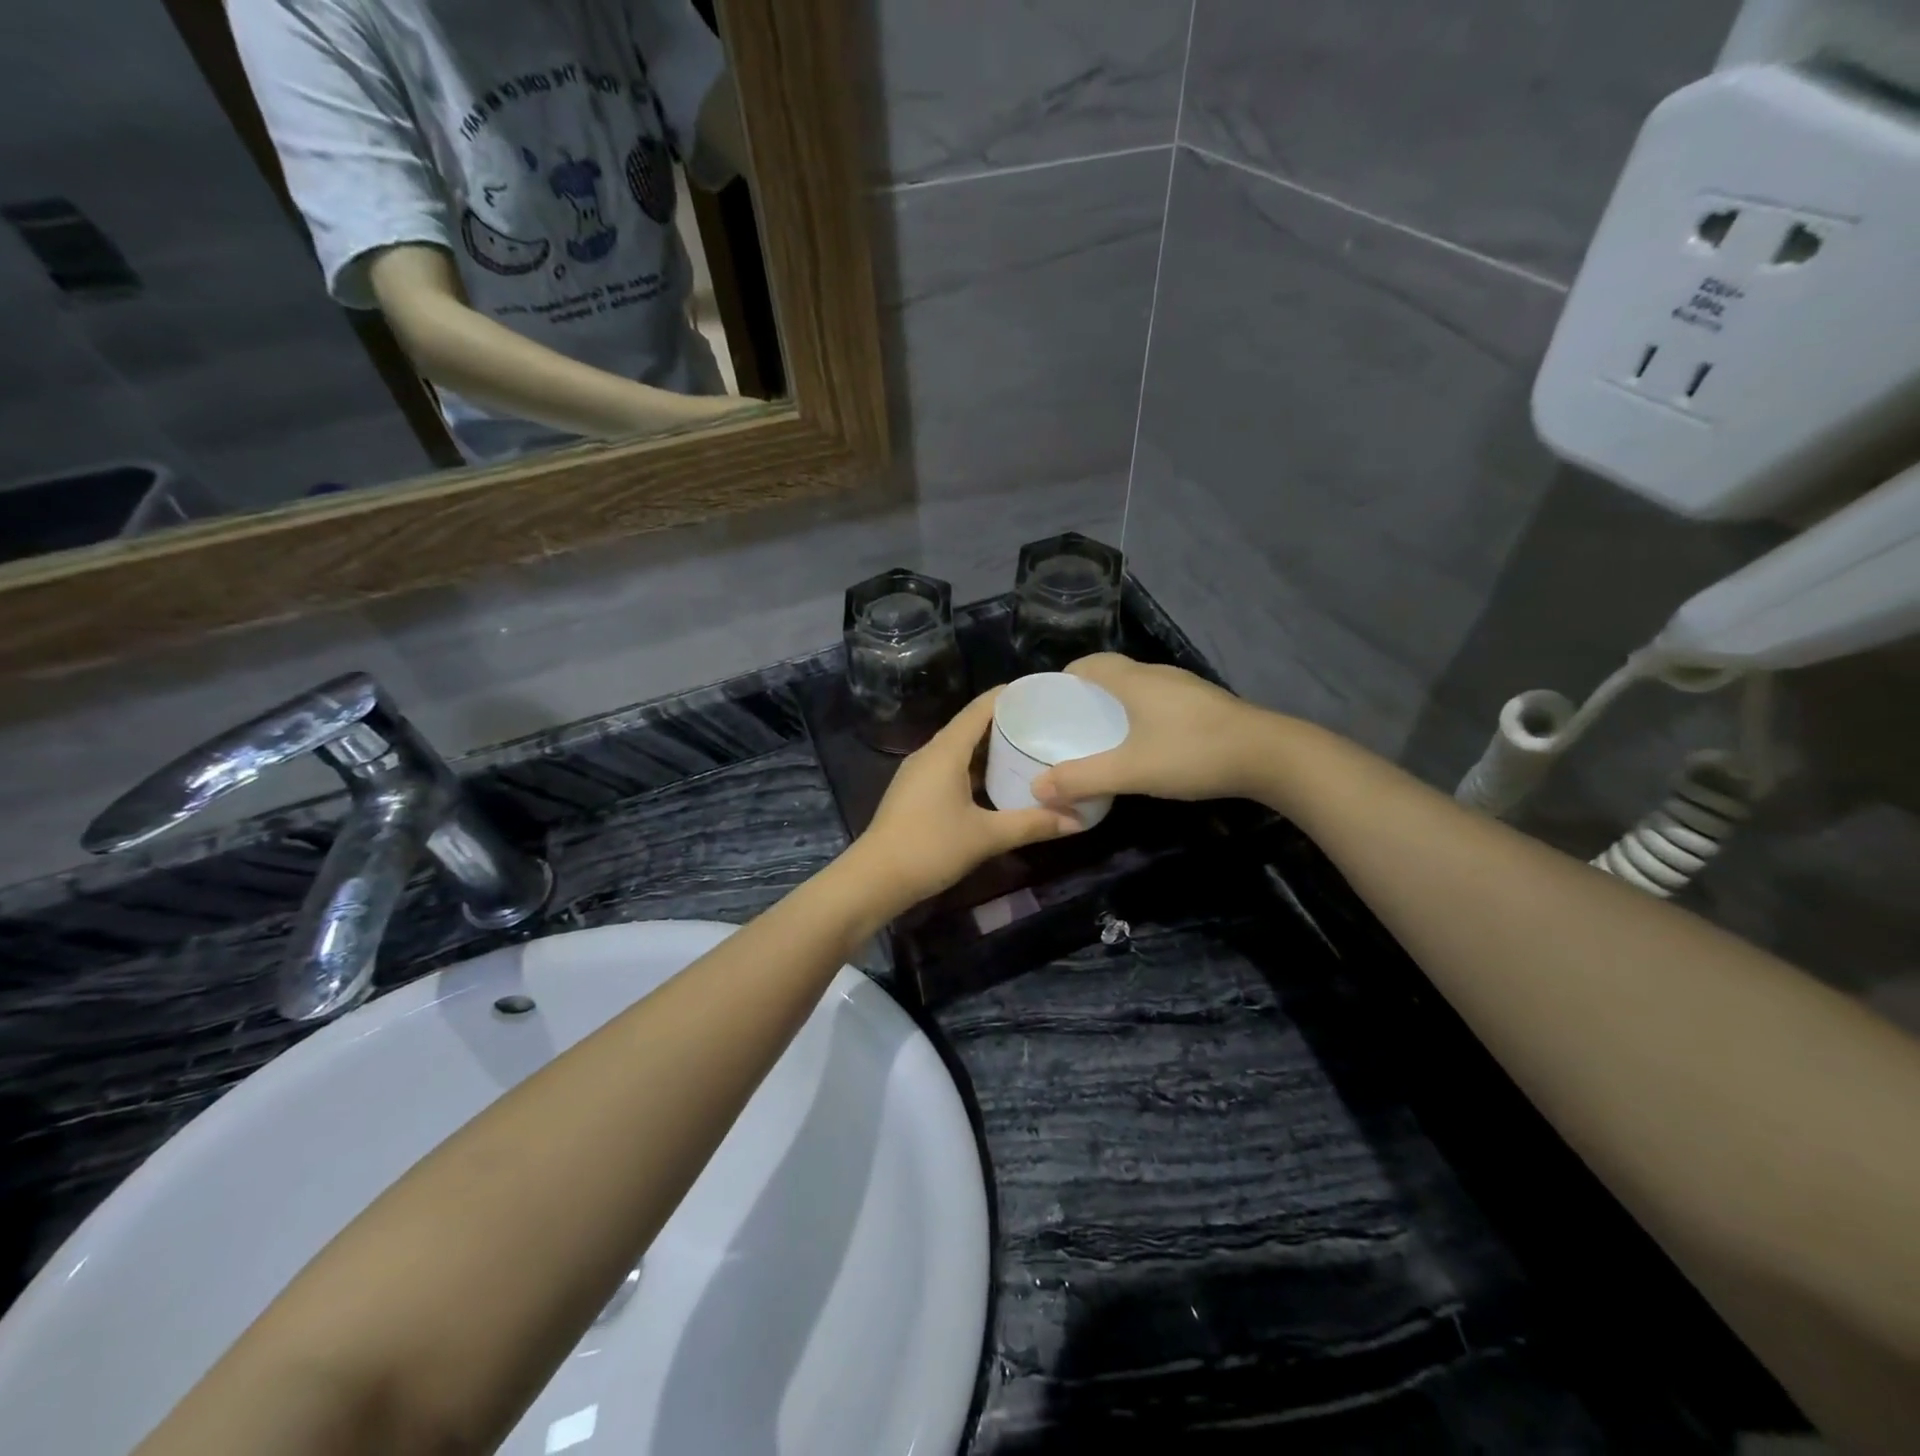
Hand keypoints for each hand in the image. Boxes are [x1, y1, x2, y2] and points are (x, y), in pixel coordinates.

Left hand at [846, 689, 1081, 916]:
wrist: (875, 879)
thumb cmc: (930, 847)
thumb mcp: (987, 836)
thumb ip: (1033, 824)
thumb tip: (1079, 821)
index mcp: (946, 751)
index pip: (980, 708)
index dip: (1009, 696)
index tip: (1041, 692)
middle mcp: (930, 753)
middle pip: (971, 726)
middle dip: (1006, 723)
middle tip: (1046, 724)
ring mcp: (919, 773)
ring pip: (960, 749)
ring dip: (990, 748)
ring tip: (1028, 749)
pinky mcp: (915, 792)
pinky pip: (950, 767)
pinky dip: (975, 767)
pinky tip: (997, 782)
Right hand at [1031, 654, 1273, 806]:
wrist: (1270, 756)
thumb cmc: (1192, 753)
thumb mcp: (1131, 771)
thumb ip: (1082, 779)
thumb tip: (1037, 788)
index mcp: (1134, 680)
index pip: (1089, 664)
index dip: (1065, 679)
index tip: (1049, 704)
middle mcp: (1158, 675)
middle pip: (1112, 674)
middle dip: (1087, 696)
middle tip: (1069, 726)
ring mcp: (1186, 688)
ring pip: (1138, 688)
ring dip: (1116, 706)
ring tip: (1101, 737)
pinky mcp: (1205, 705)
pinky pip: (1159, 702)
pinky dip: (1141, 716)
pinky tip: (1144, 744)